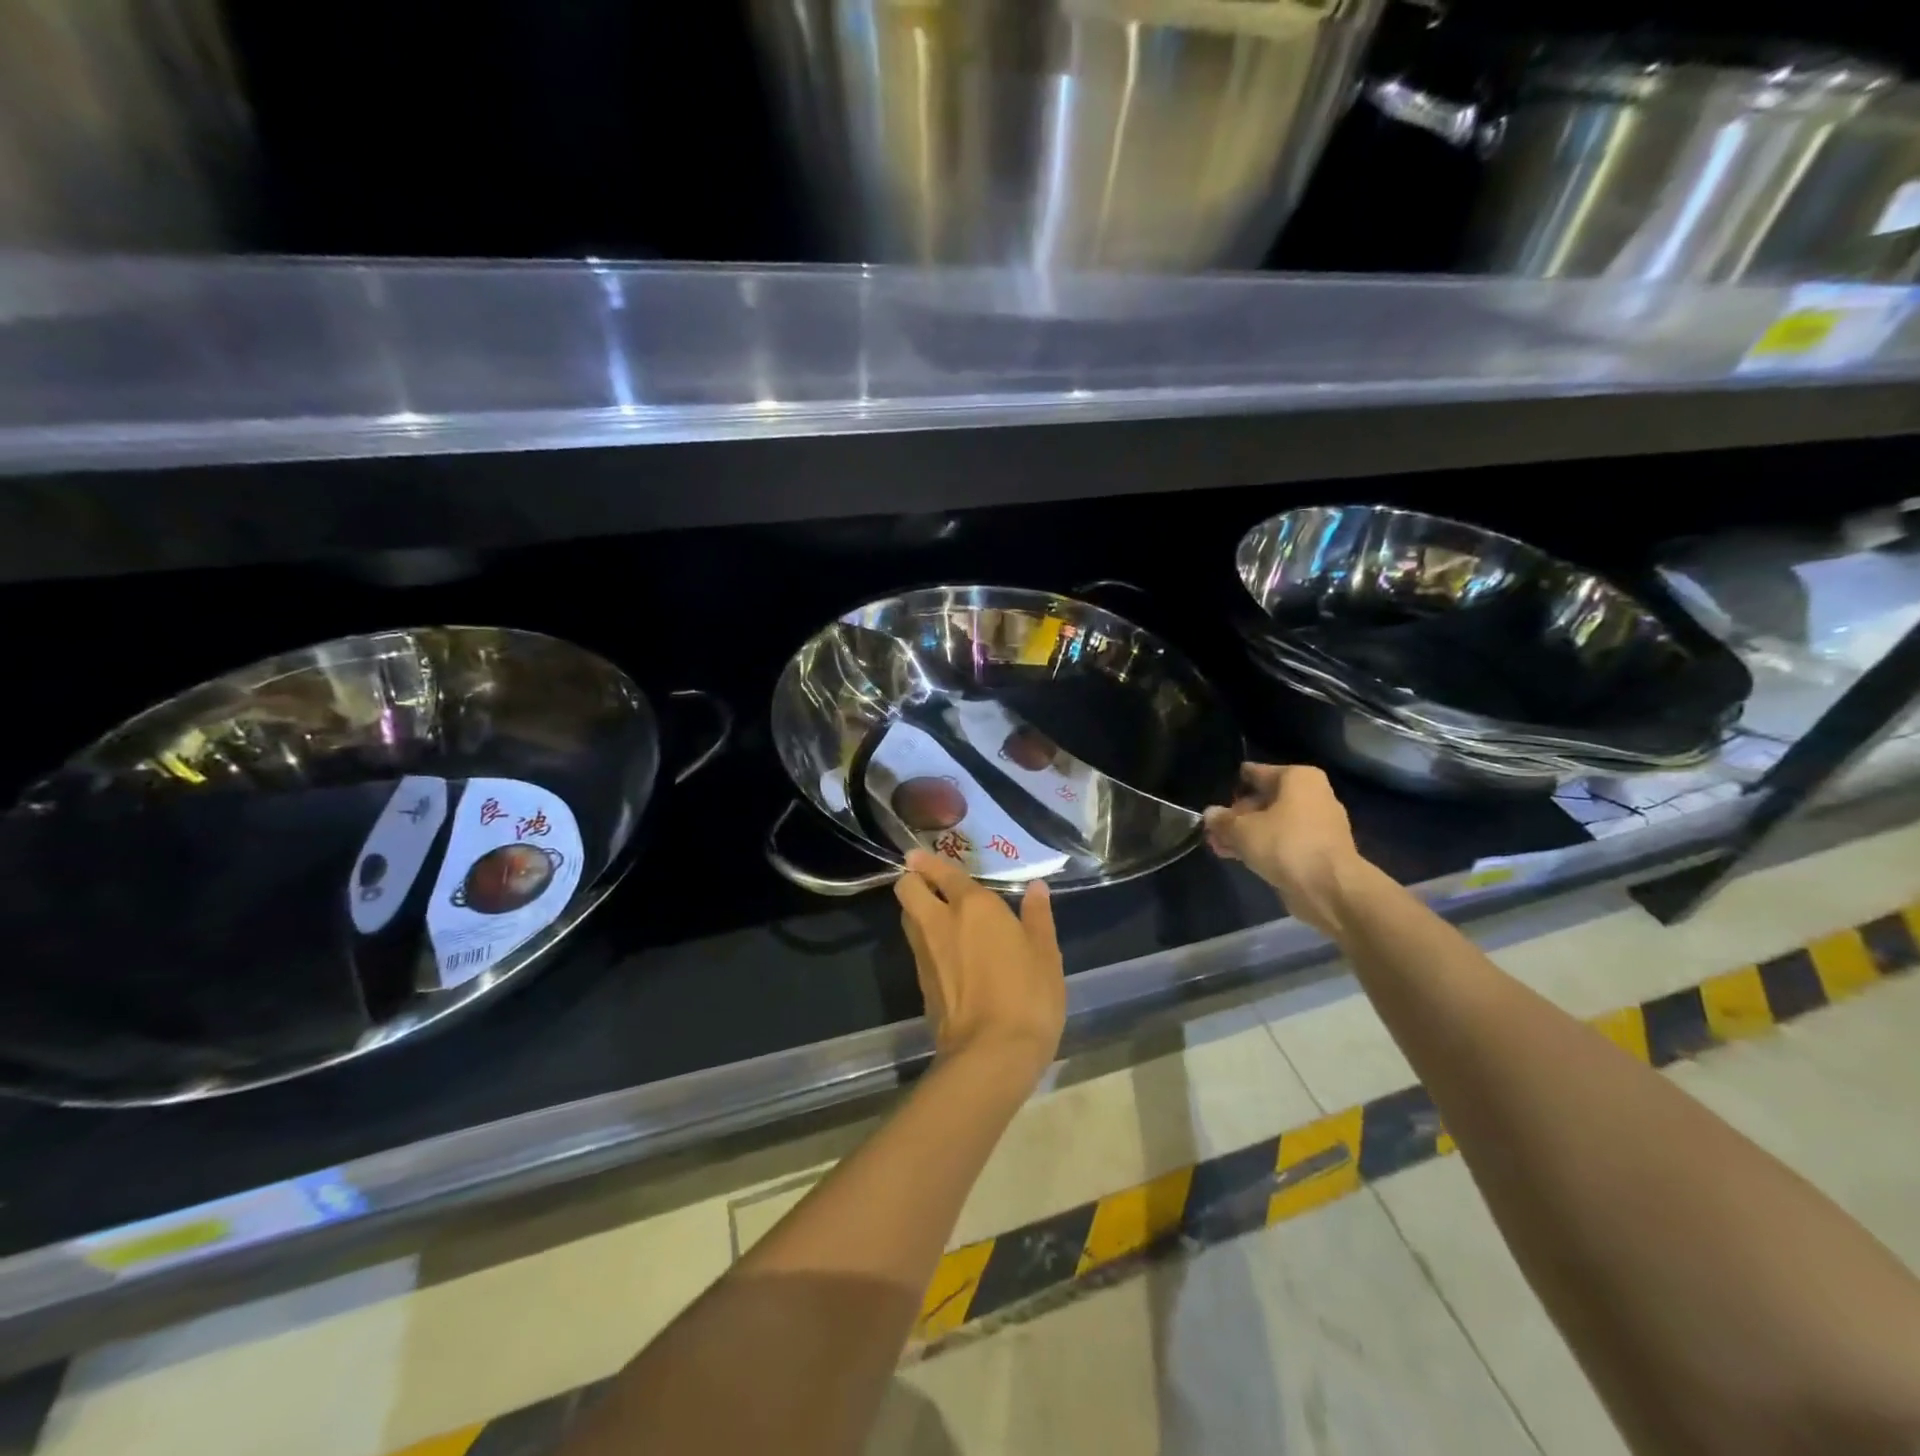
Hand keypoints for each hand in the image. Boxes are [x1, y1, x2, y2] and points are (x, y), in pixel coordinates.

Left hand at [894, 851, 1065, 1076]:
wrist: (991, 1054)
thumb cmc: (1027, 996)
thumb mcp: (1045, 954)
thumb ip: (1038, 917)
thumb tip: (1036, 888)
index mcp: (974, 906)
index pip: (943, 872)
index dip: (929, 861)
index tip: (919, 855)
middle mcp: (941, 922)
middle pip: (907, 889)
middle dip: (911, 880)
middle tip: (927, 882)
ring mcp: (925, 953)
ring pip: (907, 918)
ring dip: (915, 910)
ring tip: (937, 913)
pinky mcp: (920, 983)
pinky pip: (916, 948)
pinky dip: (924, 941)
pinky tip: (946, 951)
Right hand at [1203, 764, 1367, 937]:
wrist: (1330, 889)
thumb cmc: (1285, 844)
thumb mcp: (1242, 830)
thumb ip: (1222, 821)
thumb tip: (1210, 814)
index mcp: (1298, 778)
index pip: (1258, 773)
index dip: (1236, 784)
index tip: (1218, 795)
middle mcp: (1313, 795)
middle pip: (1265, 800)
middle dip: (1238, 816)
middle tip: (1214, 829)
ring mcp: (1320, 825)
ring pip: (1274, 824)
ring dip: (1248, 834)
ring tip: (1220, 846)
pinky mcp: (1321, 851)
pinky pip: (1285, 842)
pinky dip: (1265, 847)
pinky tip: (1242, 858)